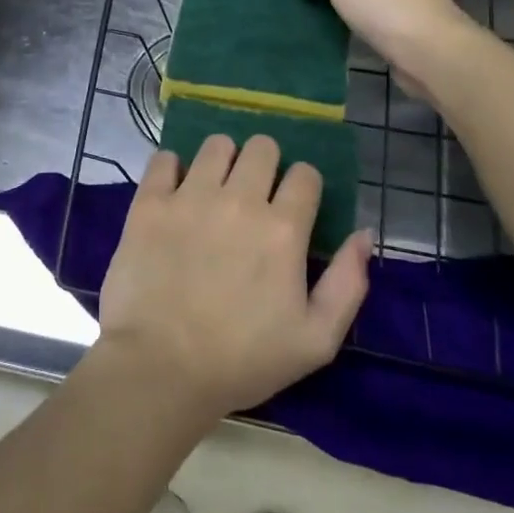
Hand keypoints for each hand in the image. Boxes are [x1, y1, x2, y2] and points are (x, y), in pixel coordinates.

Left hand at [97, 135, 371, 421]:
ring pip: (216, 145)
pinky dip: (172, 169)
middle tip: (254, 193)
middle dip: (265, 164)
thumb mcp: (317, 340)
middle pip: (262, 147)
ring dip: (222, 160)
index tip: (293, 206)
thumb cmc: (243, 360)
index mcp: (283, 229)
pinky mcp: (150, 203)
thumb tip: (363, 234)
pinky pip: (163, 158)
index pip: (305, 174)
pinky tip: (174, 191)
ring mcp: (190, 197)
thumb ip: (348, 283)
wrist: (163, 367)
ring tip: (214, 187)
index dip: (303, 186)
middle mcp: (239, 200)